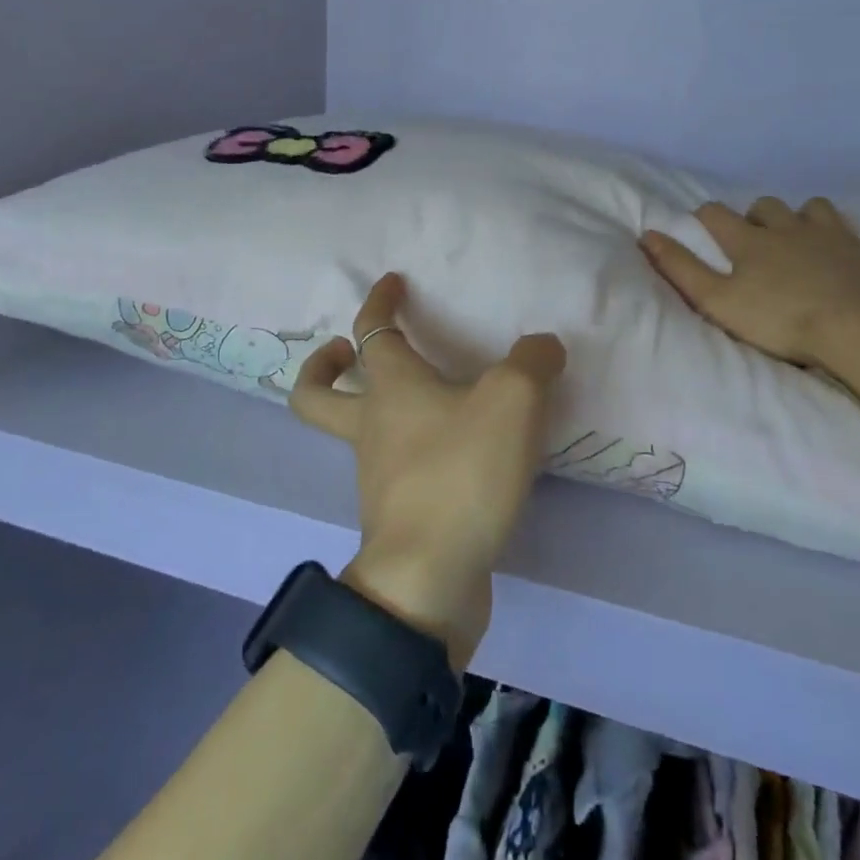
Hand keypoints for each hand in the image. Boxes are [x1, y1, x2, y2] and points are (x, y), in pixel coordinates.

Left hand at [289, 273, 566, 670]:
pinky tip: (453, 455)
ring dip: (369, 409)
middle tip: (347, 351)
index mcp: (390, 388)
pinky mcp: (394, 514)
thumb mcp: (513, 401)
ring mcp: (375, 475)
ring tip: (422, 403)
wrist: (429, 577)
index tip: (392, 282)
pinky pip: (390, 470)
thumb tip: (542, 346)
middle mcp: (371, 427)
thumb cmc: (461, 473)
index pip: (372, 330)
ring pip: (353, 432)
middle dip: (324, 365)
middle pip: (317, 393)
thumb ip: (532, 363)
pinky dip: (407, 452)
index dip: (379, 300)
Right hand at [641, 197, 859, 373]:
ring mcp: (838, 237)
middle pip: (768, 206)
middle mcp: (792, 229)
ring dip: (809, 217)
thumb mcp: (717, 300)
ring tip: (807, 237)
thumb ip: (680, 268)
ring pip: (819, 209)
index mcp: (751, 241)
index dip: (706, 217)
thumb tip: (647, 234)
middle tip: (757, 239)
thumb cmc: (781, 320)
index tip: (703, 227)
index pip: (717, 215)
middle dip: (759, 216)